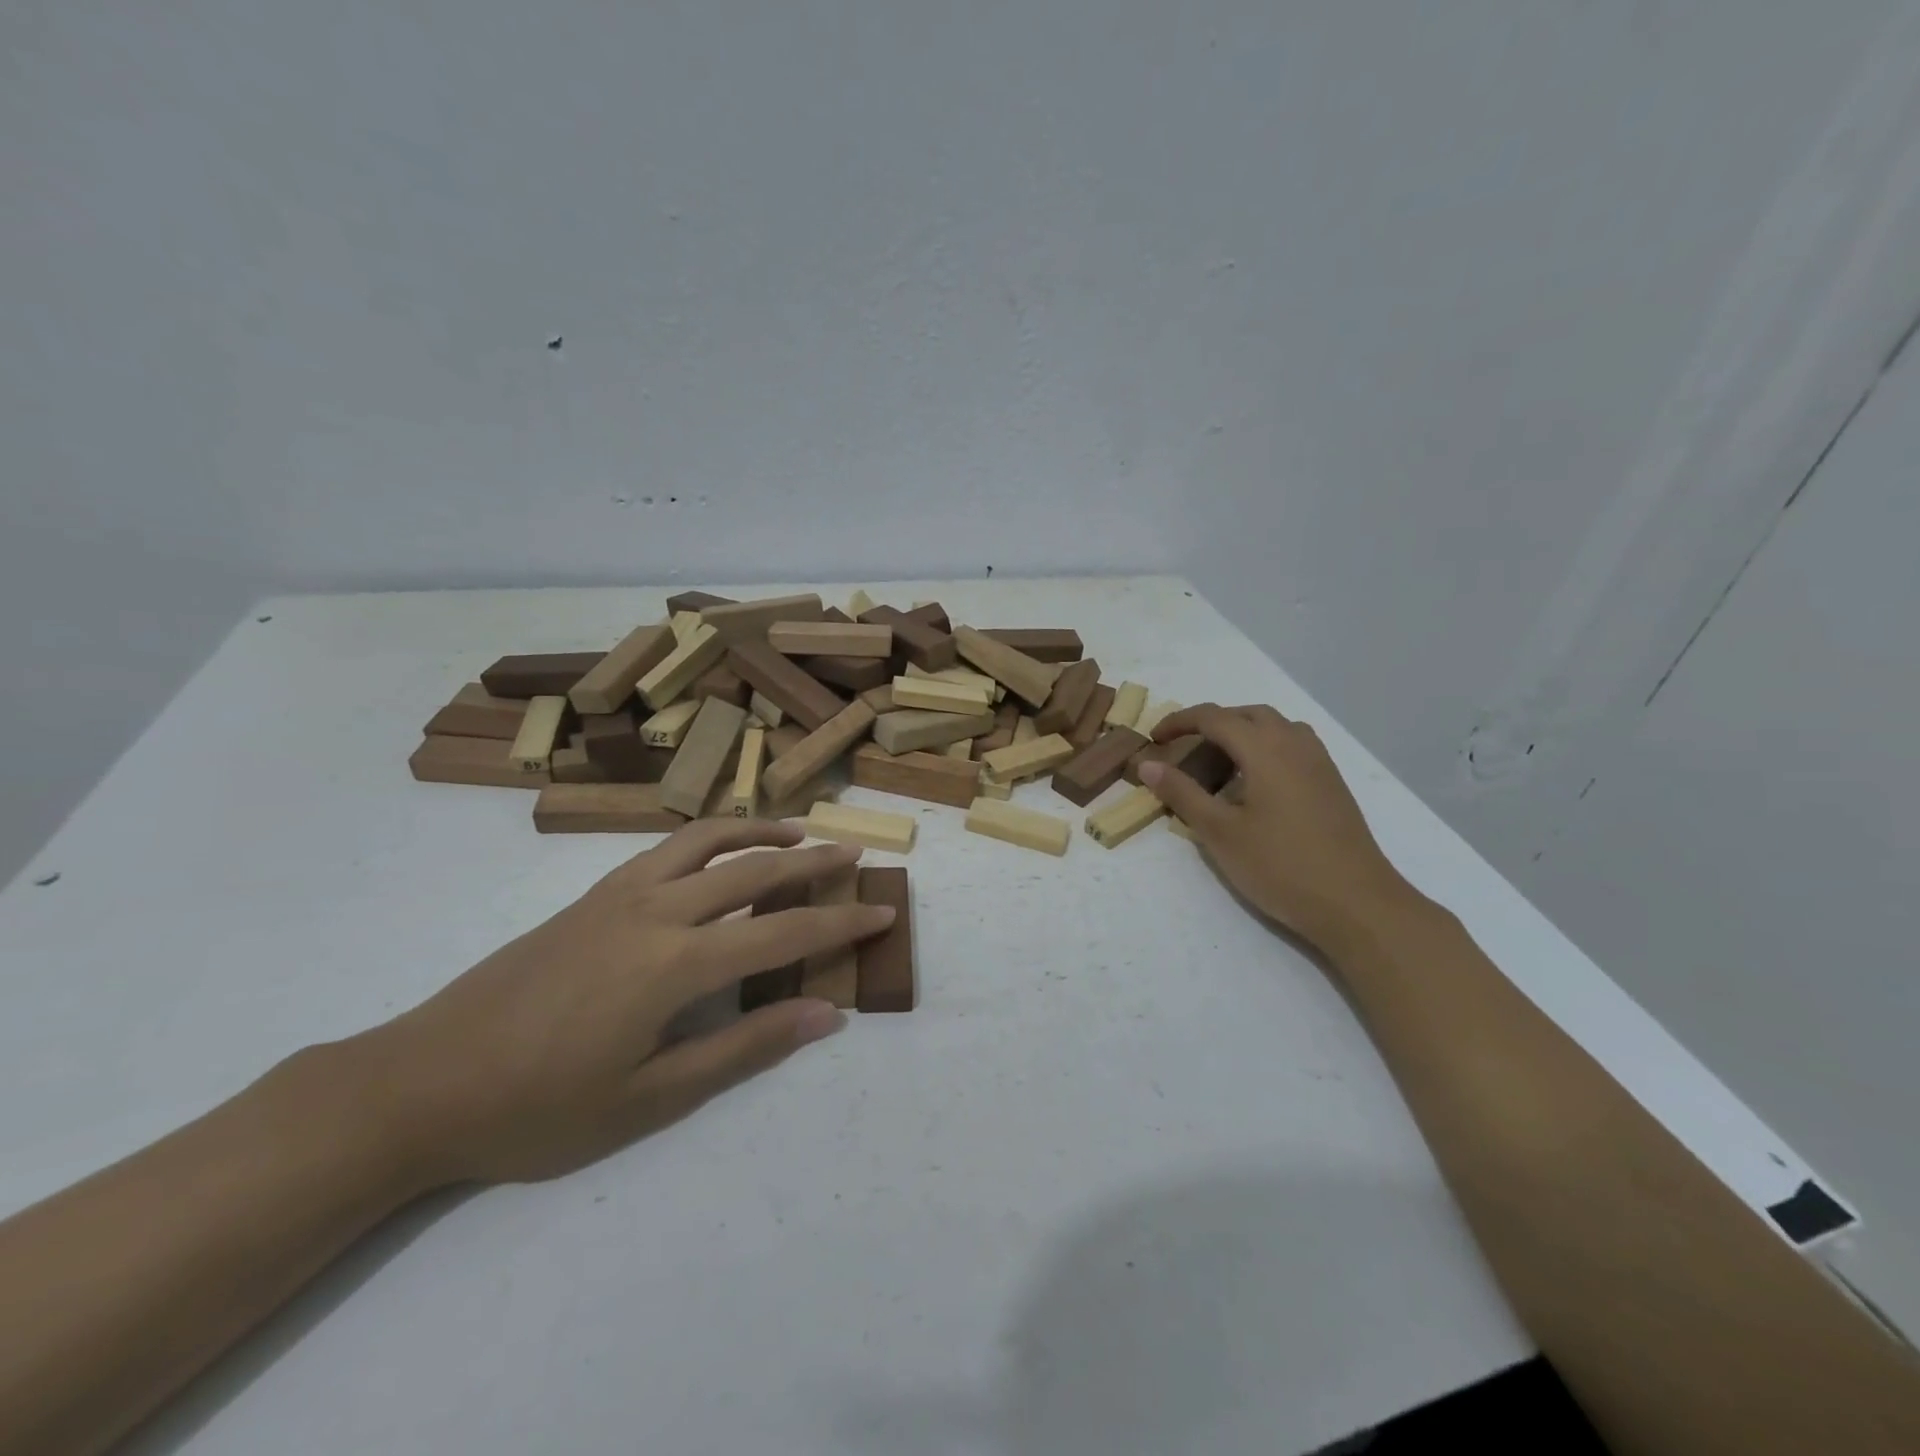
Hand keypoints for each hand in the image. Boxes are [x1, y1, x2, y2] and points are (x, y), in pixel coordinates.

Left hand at [353, 818, 890, 1186]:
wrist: (421, 1082)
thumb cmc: (540, 1107)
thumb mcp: (651, 1097)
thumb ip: (744, 1048)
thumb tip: (824, 1014)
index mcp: (675, 963)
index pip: (783, 930)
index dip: (838, 921)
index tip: (881, 913)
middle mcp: (655, 910)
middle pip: (753, 870)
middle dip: (811, 862)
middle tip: (854, 853)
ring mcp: (618, 895)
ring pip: (705, 841)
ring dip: (757, 831)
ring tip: (795, 831)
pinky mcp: (591, 896)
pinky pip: (665, 849)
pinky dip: (707, 838)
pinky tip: (717, 853)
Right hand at [1138, 704, 1416, 954]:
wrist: (1356, 903)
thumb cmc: (1280, 866)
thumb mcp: (1219, 832)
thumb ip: (1182, 793)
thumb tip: (1148, 764)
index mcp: (1265, 749)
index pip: (1215, 717)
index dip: (1180, 721)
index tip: (1154, 738)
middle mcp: (1295, 744)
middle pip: (1248, 714)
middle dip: (1212, 722)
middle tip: (1184, 746)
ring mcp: (1319, 763)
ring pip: (1276, 727)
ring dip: (1242, 731)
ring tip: (1219, 760)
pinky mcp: (1331, 784)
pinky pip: (1293, 746)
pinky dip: (1266, 748)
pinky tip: (1255, 783)